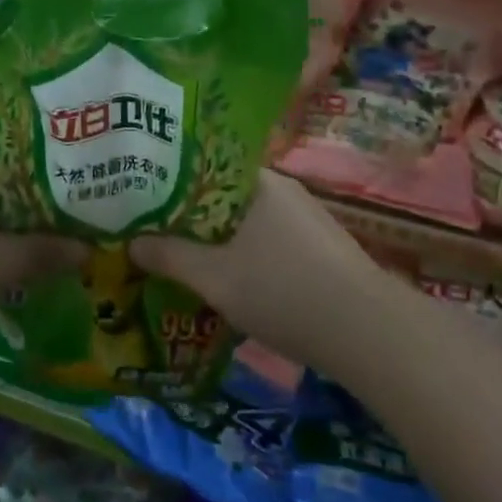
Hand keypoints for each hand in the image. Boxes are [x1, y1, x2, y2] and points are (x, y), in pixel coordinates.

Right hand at [129, 170, 397, 361]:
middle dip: (189, 215)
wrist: (370, 334)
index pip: (203, 167)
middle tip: (153, 232)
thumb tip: (131, 242)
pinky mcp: (321, 250)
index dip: (169, 182)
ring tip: (182, 257)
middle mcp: (283, 191)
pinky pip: (268, 241)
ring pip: (246, 221)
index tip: (141, 200)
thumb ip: (170, 256)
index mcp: (258, 182)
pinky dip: (244, 254)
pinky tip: (230, 280)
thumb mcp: (215, 277)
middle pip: (222, 195)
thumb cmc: (284, 291)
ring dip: (217, 238)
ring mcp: (306, 220)